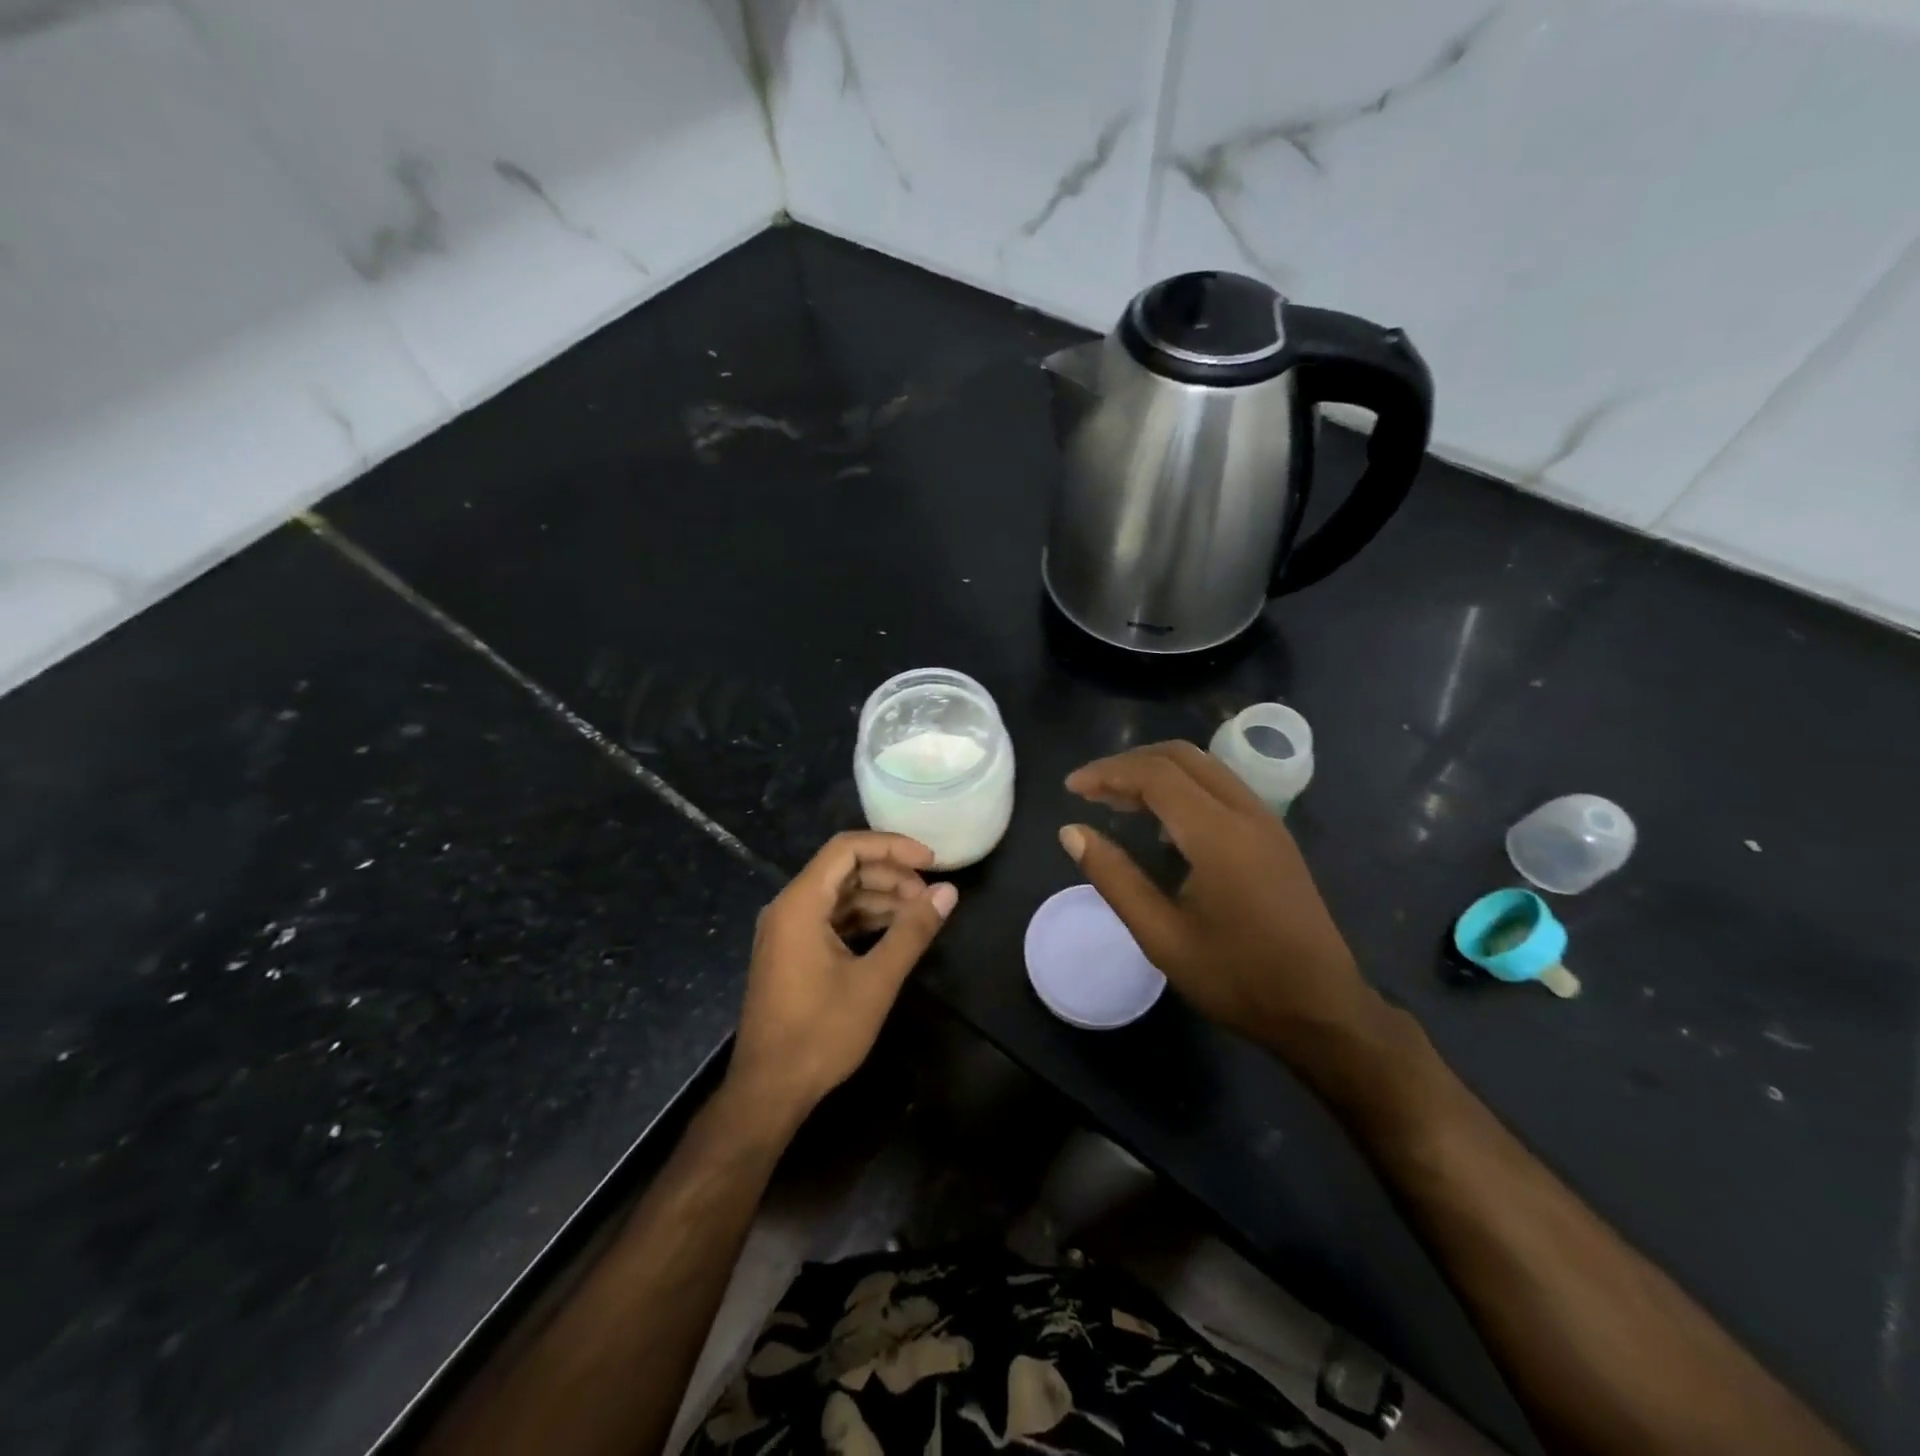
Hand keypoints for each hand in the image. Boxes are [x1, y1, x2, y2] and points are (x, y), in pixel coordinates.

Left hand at [727, 831, 956, 1122]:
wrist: (769, 1091)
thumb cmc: (820, 1033)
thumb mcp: (876, 980)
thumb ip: (913, 931)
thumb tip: (948, 892)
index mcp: (800, 903)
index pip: (847, 849)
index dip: (891, 846)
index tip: (930, 861)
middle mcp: (788, 908)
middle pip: (844, 869)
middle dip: (890, 875)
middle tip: (930, 896)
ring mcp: (787, 931)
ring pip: (840, 895)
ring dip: (880, 898)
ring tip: (920, 915)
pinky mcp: (792, 953)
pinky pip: (831, 919)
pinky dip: (864, 919)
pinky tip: (895, 933)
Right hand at [1059, 741, 1385, 1083]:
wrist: (1321, 1010)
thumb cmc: (1236, 978)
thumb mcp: (1161, 937)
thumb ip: (1114, 878)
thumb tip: (1071, 832)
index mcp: (1218, 835)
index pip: (1155, 775)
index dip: (1107, 772)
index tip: (1071, 789)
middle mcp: (1246, 812)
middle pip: (1181, 756)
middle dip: (1129, 763)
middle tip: (1090, 790)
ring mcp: (1266, 821)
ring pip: (1204, 766)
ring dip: (1156, 771)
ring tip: (1116, 800)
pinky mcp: (1274, 835)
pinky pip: (1221, 786)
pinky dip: (1182, 786)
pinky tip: (1161, 821)